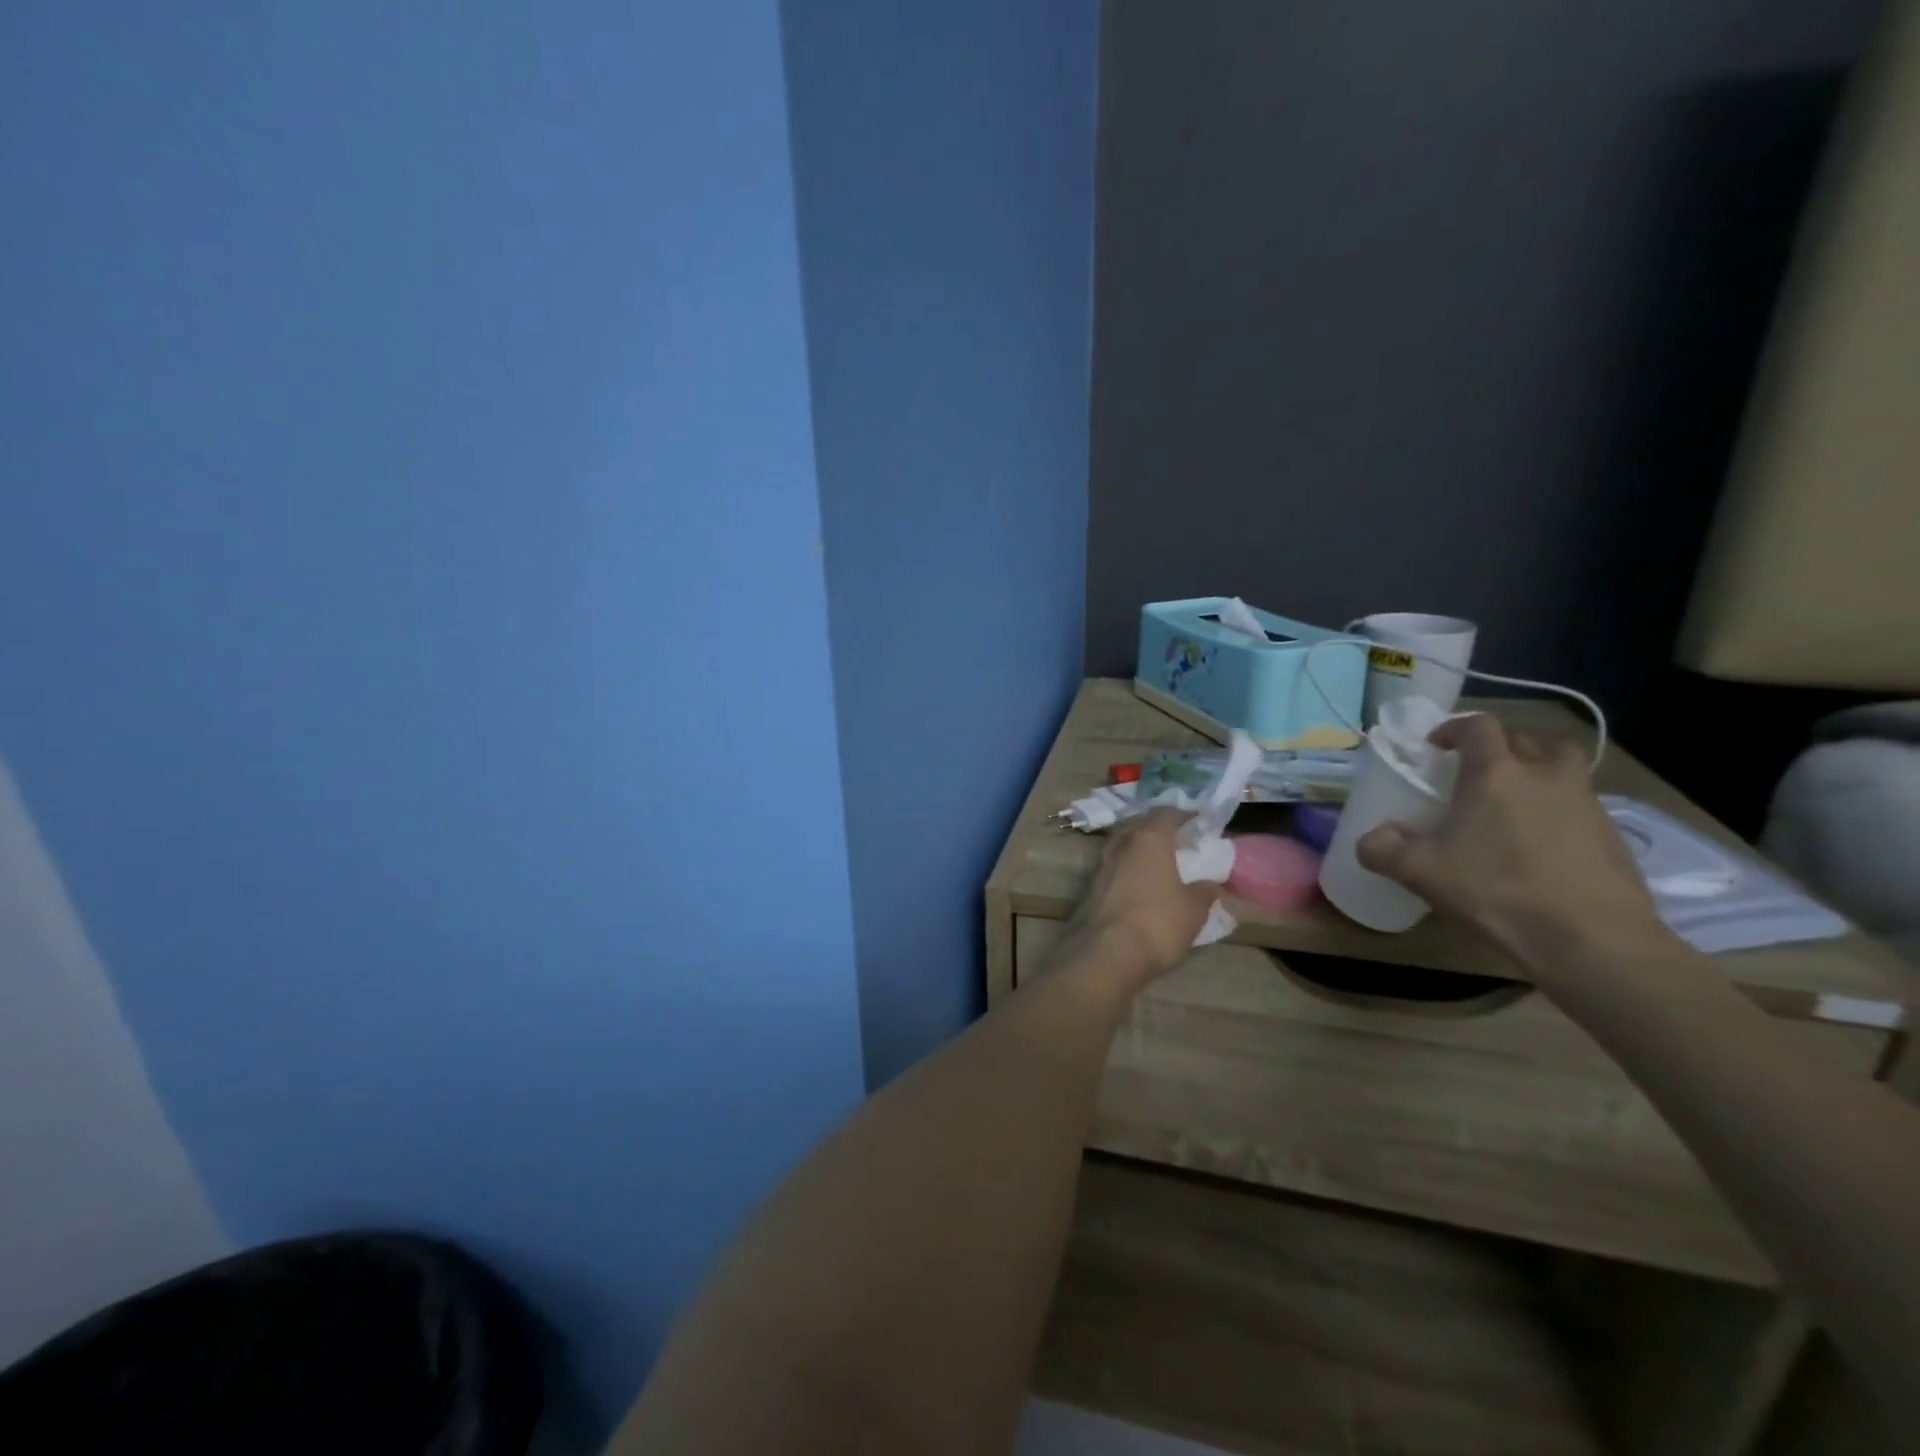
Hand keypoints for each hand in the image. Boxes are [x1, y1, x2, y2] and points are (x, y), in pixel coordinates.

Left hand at [1072, 810, 1218, 980]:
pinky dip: (1128, 870)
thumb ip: (1204, 891)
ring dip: (1139, 850)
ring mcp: (1101, 865)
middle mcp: (1122, 844)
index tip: (1198, 821)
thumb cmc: (1158, 922)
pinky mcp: (1089, 888)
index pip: (1166, 814)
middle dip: (1157, 829)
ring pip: (1123, 846)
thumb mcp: (1194, 909)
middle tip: (1177, 839)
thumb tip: (1210, 883)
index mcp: (1149, 839)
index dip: (1184, 815)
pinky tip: (1140, 884)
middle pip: (1139, 826)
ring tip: (1159, 862)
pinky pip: (1115, 869)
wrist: (1107, 953)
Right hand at [1355, 715, 1663, 969]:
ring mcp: (1586, 802)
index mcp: (1496, 773)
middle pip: (1526, 740)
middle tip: (1478, 777)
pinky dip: (1560, 812)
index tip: (1437, 747)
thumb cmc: (1497, 891)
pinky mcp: (1614, 834)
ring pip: (1563, 769)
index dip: (1455, 729)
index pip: (1478, 726)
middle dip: (1501, 750)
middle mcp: (1544, 775)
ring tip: (1516, 806)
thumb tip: (1372, 838)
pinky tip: (1542, 847)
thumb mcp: (1421, 873)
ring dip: (1539, 775)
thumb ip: (1383, 849)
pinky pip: (1581, 805)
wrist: (1592, 939)